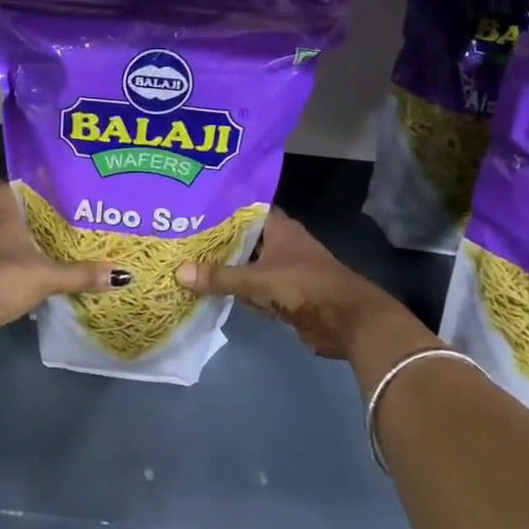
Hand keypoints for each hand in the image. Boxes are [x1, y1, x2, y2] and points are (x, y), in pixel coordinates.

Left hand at [0, 181, 121, 331]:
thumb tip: (122, 275)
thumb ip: (82, 275)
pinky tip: (16, 275)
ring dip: (4, 241)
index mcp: (0, 215)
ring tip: (31, 248)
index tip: (37, 191)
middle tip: (41, 222)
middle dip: (15, 215)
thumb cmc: (6, 278)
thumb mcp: (49, 277)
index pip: (1, 185)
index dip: (15, 185)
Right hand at [177, 208, 425, 362]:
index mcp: (279, 228)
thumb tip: (178, 272)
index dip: (220, 207)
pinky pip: (253, 289)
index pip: (245, 208)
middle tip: (179, 237)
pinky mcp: (284, 295)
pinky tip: (210, 291)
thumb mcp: (258, 280)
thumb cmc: (306, 287)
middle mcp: (280, 244)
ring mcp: (283, 270)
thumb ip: (220, 277)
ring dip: (225, 267)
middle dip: (216, 240)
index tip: (191, 207)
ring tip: (186, 261)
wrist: (349, 322)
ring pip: (246, 264)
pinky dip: (237, 291)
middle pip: (242, 238)